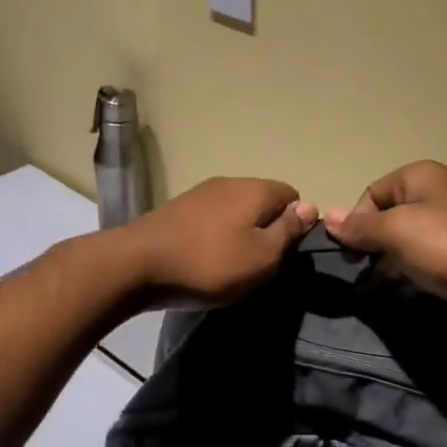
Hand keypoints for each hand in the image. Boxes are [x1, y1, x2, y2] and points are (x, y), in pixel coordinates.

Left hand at [120, 177, 316, 307]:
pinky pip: (211, 219)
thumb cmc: (210, 263)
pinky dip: (215, 236)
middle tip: (260, 263)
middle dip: (267, 228)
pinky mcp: (178, 208)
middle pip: (262, 201)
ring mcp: (201, 193)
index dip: (295, 223)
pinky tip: (205, 259)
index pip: (292, 195)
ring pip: (235, 210)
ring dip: (239, 233)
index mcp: (256, 189)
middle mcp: (230, 182)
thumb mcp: (262, 256)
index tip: (285, 253)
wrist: (136, 264)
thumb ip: (288, 230)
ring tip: (231, 265)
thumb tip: (310, 206)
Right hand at [324, 161, 446, 333]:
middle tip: (365, 276)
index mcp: (420, 176)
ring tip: (386, 290)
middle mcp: (439, 192)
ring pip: (409, 242)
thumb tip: (327, 217)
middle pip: (389, 218)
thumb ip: (360, 227)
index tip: (351, 257)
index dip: (356, 224)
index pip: (371, 194)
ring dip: (392, 265)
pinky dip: (416, 274)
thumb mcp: (397, 233)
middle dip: (374, 248)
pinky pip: (430, 259)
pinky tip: (410, 295)